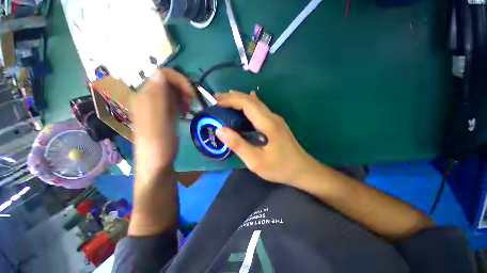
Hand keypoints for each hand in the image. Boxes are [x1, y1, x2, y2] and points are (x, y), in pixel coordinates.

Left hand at [130, 68, 193, 181]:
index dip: (178, 79)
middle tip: (191, 101)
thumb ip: (158, 94)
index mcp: (143, 96)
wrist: (156, 167)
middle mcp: (146, 97)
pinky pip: (171, 100)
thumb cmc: (157, 144)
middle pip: (167, 80)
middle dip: (182, 87)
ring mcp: (153, 105)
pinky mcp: (160, 113)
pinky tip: (184, 111)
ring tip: (189, 108)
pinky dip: (180, 102)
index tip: (190, 92)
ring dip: (182, 95)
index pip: (161, 74)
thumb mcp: (158, 118)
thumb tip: (158, 71)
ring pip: (170, 90)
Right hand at [215, 91, 315, 184]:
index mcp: (267, 123)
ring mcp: (276, 119)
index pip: (246, 103)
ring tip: (225, 99)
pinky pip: (261, 108)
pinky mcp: (277, 124)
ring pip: (256, 103)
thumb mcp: (256, 161)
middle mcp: (272, 117)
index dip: (230, 100)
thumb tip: (219, 130)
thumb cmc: (279, 168)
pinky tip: (248, 99)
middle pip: (251, 100)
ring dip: (240, 99)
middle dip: (233, 97)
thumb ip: (238, 145)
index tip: (215, 102)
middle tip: (215, 98)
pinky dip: (250, 103)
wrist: (303, 170)